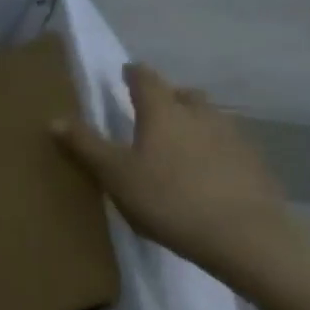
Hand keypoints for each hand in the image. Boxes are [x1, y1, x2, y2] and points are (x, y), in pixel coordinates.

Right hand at [53, 63, 307, 286]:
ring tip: (177, 142)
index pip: (146, 80)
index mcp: (164, 112)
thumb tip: (55, 119)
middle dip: (168, 97)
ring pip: (210, 119)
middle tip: (151, 109)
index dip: (134, 74)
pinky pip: (228, 146)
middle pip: (184, 95)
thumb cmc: (167, 199)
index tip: (125, 71)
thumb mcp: (114, 174)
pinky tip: (205, 172)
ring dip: (193, 122)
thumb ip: (86, 145)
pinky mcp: (255, 166)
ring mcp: (234, 139)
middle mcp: (201, 116)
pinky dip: (213, 149)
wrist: (244, 237)